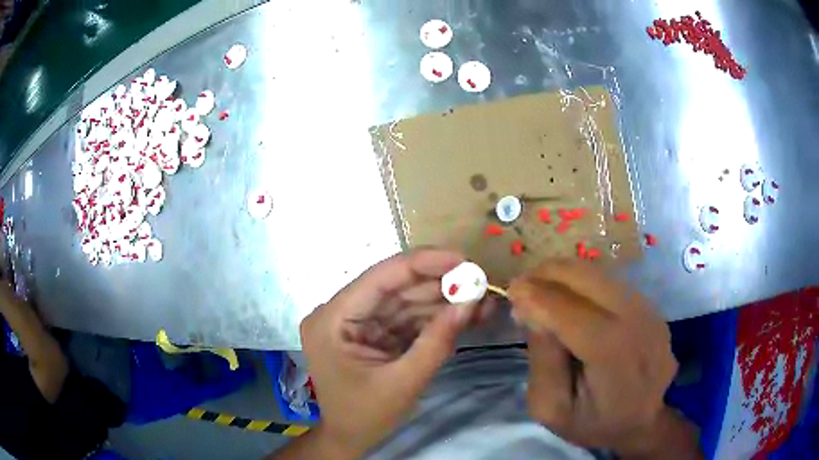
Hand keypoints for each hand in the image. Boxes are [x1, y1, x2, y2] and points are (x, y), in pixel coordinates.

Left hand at [300, 249, 477, 456]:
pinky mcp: (374, 333)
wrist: (350, 439)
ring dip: (443, 299)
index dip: (422, 263)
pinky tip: (466, 313)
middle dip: (439, 283)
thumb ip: (437, 341)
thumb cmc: (366, 417)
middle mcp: (340, 313)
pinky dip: (436, 317)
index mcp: (332, 320)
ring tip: (482, 297)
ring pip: (405, 301)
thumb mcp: (403, 383)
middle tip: (480, 280)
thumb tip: (471, 302)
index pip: (379, 278)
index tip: (462, 259)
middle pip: (395, 287)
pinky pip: (407, 318)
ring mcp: (357, 322)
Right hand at [509, 259, 698, 457]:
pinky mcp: (650, 305)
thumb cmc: (593, 422)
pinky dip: (583, 283)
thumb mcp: (551, 407)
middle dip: (548, 274)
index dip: (538, 296)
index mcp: (613, 355)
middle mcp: (637, 321)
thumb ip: (542, 360)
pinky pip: (610, 282)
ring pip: (599, 274)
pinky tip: (569, 300)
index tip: (510, 290)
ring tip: (542, 292)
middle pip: (588, 278)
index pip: (571, 312)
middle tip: (523, 287)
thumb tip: (532, 311)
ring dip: (565, 276)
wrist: (643, 421)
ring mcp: (648, 310)